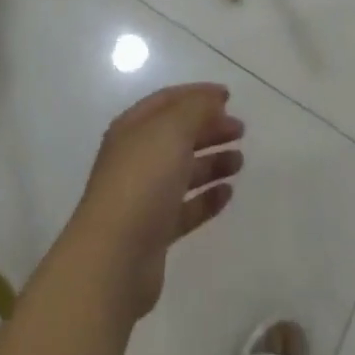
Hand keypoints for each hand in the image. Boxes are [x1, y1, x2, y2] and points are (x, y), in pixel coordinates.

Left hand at [67, 83, 244, 321]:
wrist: (114, 260)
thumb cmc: (142, 181)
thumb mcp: (171, 130)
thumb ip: (196, 108)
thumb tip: (214, 99)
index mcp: (133, 128)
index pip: (168, 100)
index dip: (198, 94)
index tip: (229, 97)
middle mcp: (137, 158)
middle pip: (178, 135)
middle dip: (209, 128)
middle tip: (240, 130)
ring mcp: (144, 196)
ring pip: (184, 171)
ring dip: (212, 162)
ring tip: (239, 161)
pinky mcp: (155, 232)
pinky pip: (186, 208)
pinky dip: (207, 198)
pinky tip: (227, 194)